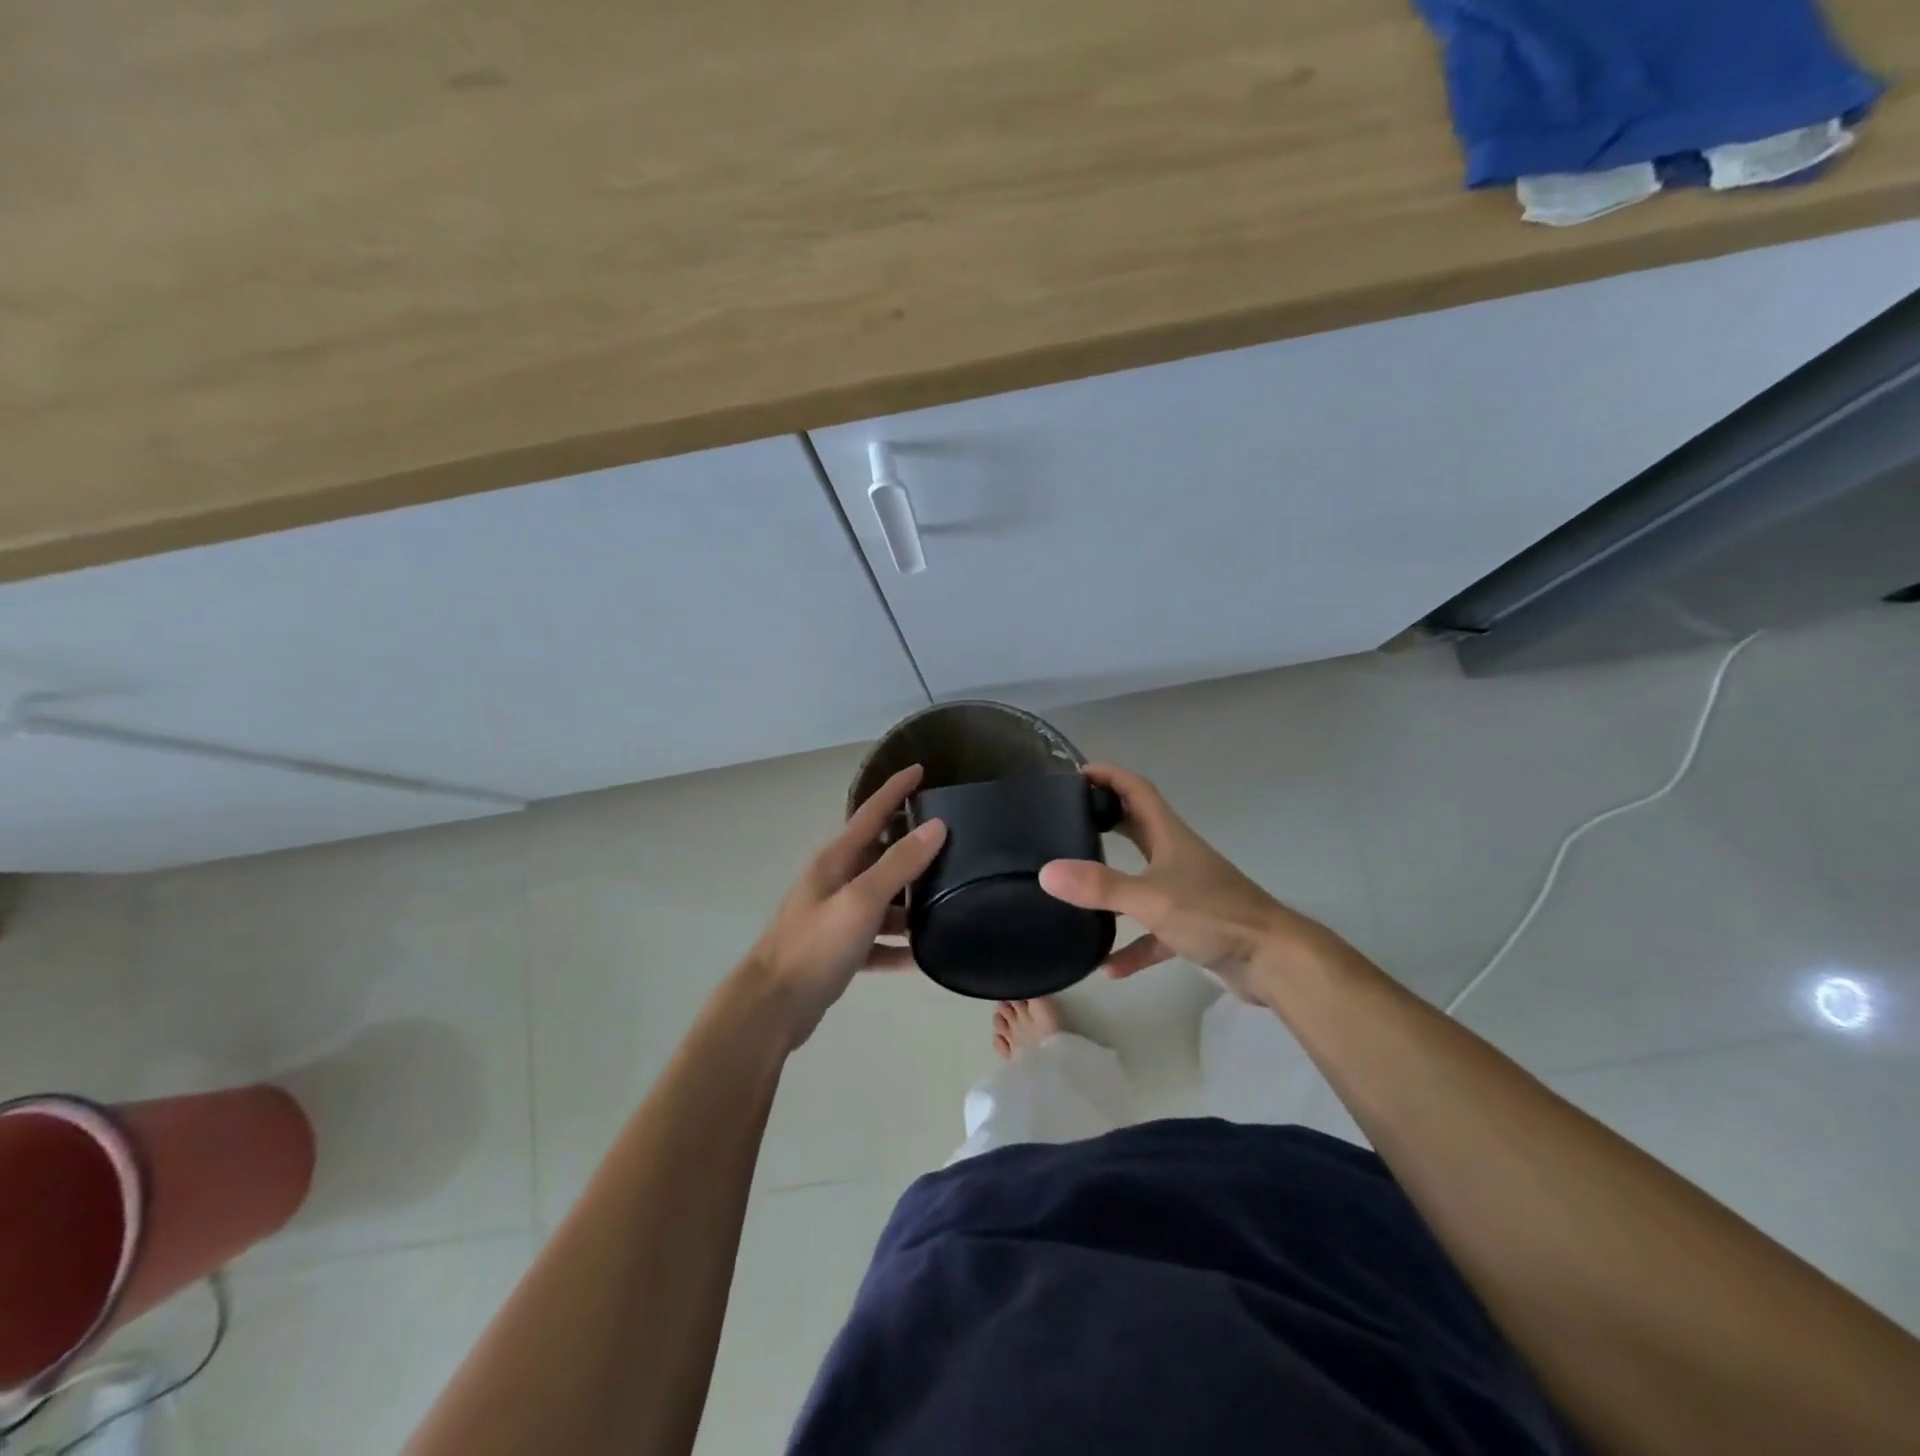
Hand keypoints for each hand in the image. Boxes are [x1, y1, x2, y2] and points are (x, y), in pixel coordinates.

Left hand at [743, 764, 946, 1047]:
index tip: (921, 769)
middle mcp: (836, 882)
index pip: (871, 813)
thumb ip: (899, 864)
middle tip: (953, 842)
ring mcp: (837, 917)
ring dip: (910, 903)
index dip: (895, 790)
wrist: (772, 1006)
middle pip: (881, 856)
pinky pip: (878, 941)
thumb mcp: (862, 900)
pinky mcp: (840, 951)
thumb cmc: (815, 945)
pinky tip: (923, 957)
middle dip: (912, 848)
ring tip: (949, 902)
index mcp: (837, 861)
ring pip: (883, 901)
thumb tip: (936, 826)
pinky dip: (898, 946)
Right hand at [1038, 764, 1334, 1004]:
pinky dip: (1131, 946)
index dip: (1109, 776)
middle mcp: (1176, 858)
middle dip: (1105, 821)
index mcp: (1169, 836)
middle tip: (1067, 822)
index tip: (1075, 774)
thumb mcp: (1151, 897)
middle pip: (1136, 830)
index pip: (1137, 790)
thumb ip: (1099, 887)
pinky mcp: (1191, 928)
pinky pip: (1152, 933)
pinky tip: (1107, 966)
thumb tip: (1047, 873)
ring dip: (1112, 888)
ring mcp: (1185, 894)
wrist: (1273, 961)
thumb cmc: (1214, 914)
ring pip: (1140, 883)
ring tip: (1075, 891)